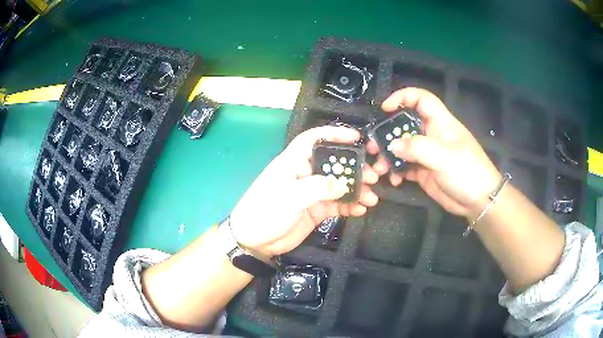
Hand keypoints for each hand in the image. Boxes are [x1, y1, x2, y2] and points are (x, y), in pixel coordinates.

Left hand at [230, 126, 378, 256]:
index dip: (334, 134)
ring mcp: (312, 193)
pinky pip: (337, 205)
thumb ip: (318, 188)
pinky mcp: (316, 210)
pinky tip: (362, 209)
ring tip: (371, 198)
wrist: (254, 241)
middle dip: (354, 168)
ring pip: (339, 186)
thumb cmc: (266, 211)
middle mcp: (305, 174)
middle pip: (334, 164)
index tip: (357, 137)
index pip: (314, 139)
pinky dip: (350, 206)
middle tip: (373, 176)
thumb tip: (343, 184)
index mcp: (294, 162)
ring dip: (357, 190)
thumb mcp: (290, 197)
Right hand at [368, 88, 500, 216]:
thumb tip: (392, 145)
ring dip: (389, 156)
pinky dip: (396, 171)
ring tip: (379, 168)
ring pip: (402, 148)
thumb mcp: (444, 157)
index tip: (385, 108)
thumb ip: (417, 148)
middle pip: (405, 125)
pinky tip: (394, 180)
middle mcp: (431, 135)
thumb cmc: (467, 172)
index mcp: (440, 123)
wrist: (479, 201)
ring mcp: (427, 154)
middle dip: (387, 134)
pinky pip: (405, 167)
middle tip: (372, 147)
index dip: (403, 97)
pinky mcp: (424, 171)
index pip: (421, 99)